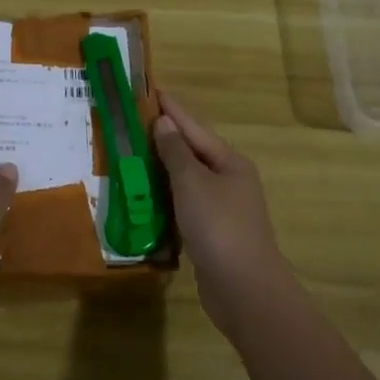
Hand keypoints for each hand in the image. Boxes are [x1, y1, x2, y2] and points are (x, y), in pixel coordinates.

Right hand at [154, 93, 289, 335]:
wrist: (244, 289)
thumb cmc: (218, 226)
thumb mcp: (192, 183)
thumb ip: (176, 152)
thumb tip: (165, 122)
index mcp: (230, 162)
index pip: (194, 127)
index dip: (172, 109)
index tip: (152, 90)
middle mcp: (229, 180)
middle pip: (193, 151)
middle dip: (166, 136)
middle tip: (135, 120)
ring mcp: (223, 208)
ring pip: (188, 179)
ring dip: (163, 167)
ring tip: (135, 152)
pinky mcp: (212, 232)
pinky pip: (185, 203)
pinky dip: (166, 195)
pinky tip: (147, 195)